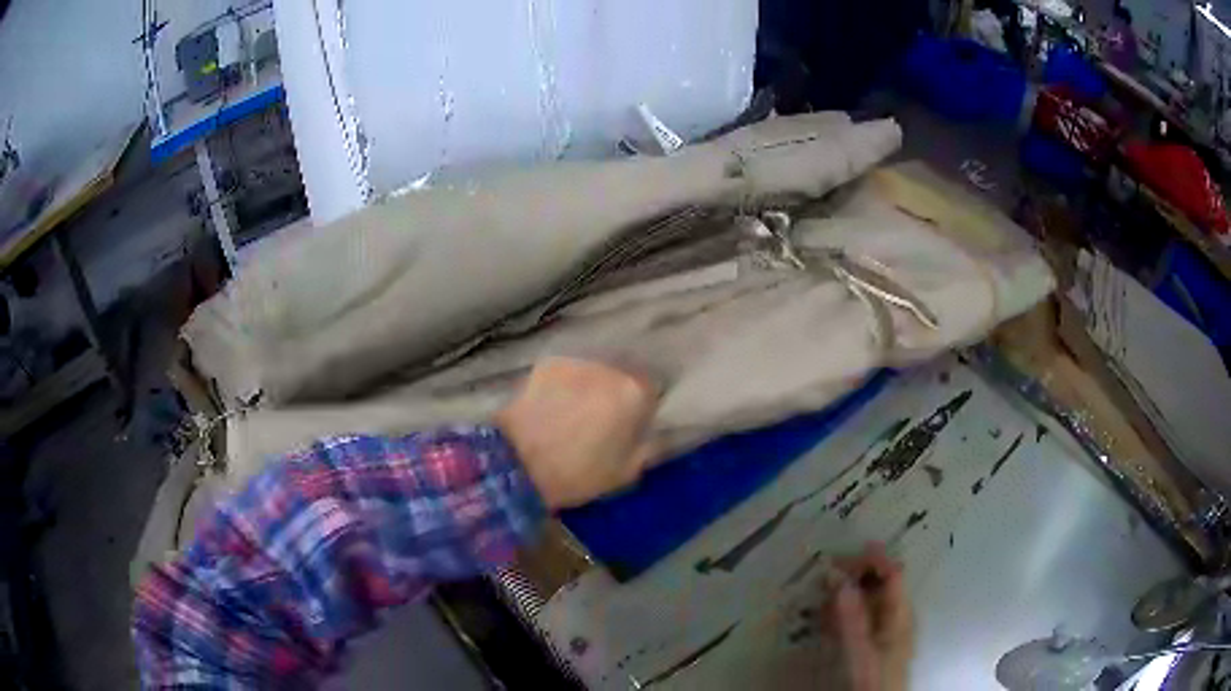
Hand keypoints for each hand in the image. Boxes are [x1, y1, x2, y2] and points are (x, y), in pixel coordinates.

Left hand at [496, 357, 659, 508]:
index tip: (633, 423)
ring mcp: (577, 361)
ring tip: (576, 409)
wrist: (518, 463)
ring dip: (593, 384)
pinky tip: (555, 402)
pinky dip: (567, 383)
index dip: (643, 407)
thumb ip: (649, 446)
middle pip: (624, 374)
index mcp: (635, 393)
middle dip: (618, 391)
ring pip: (596, 370)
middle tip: (604, 417)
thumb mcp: (627, 472)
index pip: (653, 389)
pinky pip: (569, 371)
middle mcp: (610, 367)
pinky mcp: (548, 362)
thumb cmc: (578, 474)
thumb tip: (657, 431)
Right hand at [825, 544, 914, 690]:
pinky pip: (862, 618)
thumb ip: (852, 615)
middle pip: (881, 585)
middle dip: (856, 575)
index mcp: (900, 612)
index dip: (872, 560)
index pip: (892, 574)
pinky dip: (845, 612)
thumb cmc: (872, 677)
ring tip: (824, 593)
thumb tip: (840, 578)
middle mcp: (897, 616)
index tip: (842, 556)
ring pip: (869, 601)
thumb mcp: (860, 647)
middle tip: (827, 573)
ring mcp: (887, 630)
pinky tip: (828, 617)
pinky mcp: (874, 644)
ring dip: (847, 593)